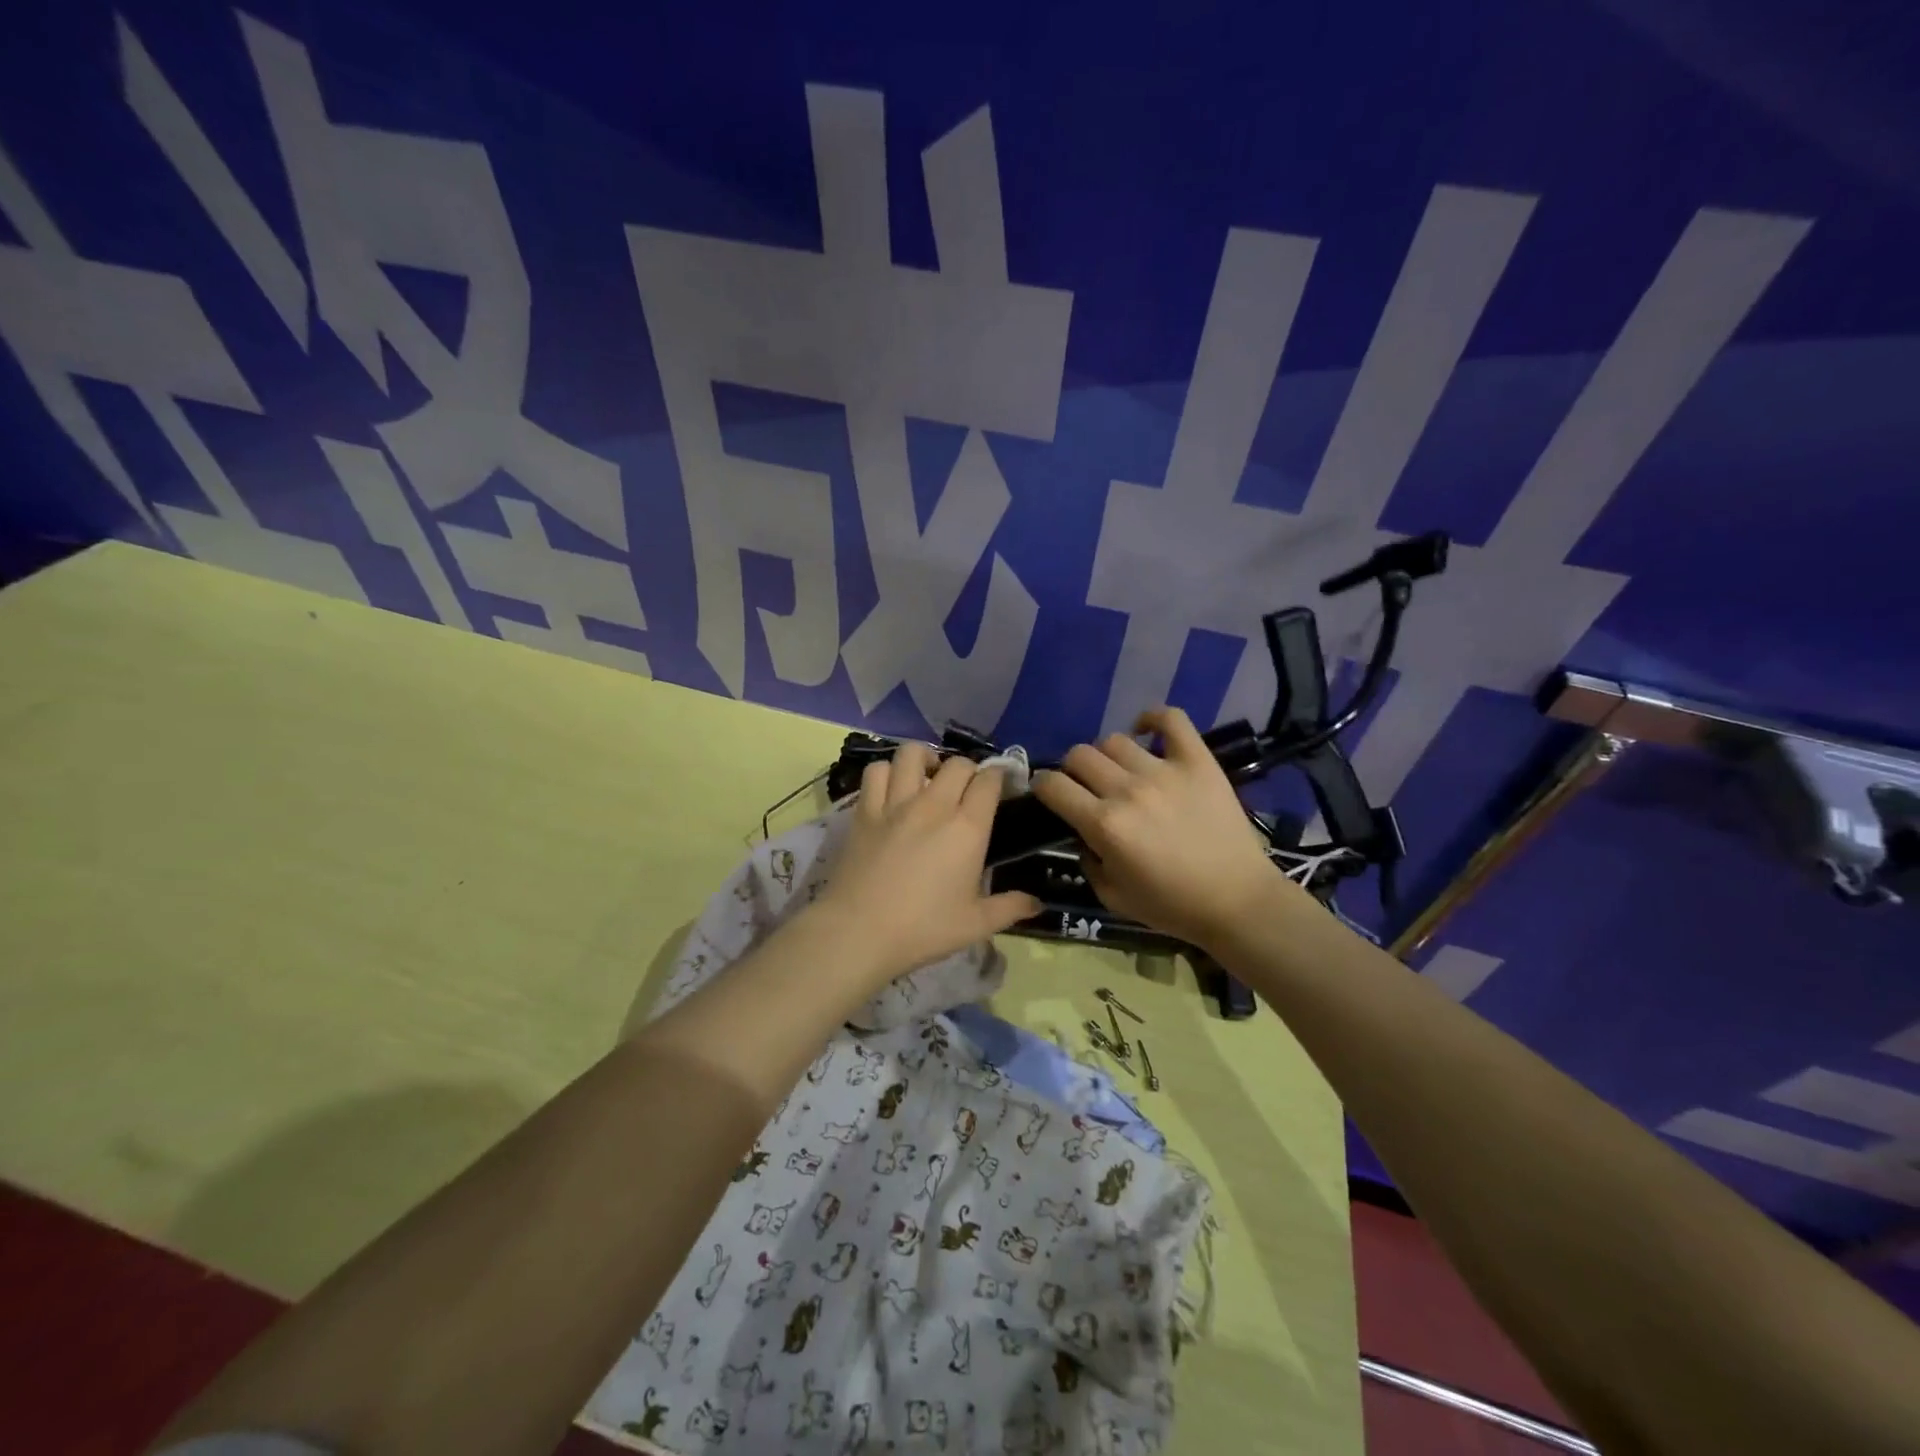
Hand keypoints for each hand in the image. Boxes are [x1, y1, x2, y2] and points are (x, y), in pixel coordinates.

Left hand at [807, 743, 1041, 990]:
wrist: (859, 932)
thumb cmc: (923, 929)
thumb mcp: (975, 925)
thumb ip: (1010, 908)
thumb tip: (1037, 903)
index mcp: (967, 829)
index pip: (989, 781)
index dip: (999, 776)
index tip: (1001, 786)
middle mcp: (934, 806)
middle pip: (957, 764)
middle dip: (969, 769)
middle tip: (967, 789)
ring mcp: (895, 804)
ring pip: (912, 754)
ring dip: (926, 759)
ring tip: (928, 777)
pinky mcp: (864, 811)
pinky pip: (876, 772)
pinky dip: (887, 772)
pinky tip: (892, 788)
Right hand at [1032, 706, 1307, 949]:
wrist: (1238, 901)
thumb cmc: (1172, 906)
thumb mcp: (1112, 897)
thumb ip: (1087, 860)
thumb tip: (1083, 833)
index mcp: (1103, 825)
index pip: (1052, 784)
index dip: (1043, 786)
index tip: (1049, 794)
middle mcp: (1128, 790)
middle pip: (1079, 755)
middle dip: (1072, 771)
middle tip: (1087, 787)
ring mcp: (1164, 771)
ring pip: (1114, 739)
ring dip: (1108, 755)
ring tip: (1121, 771)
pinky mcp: (1198, 761)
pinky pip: (1171, 719)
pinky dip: (1153, 718)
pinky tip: (1147, 733)